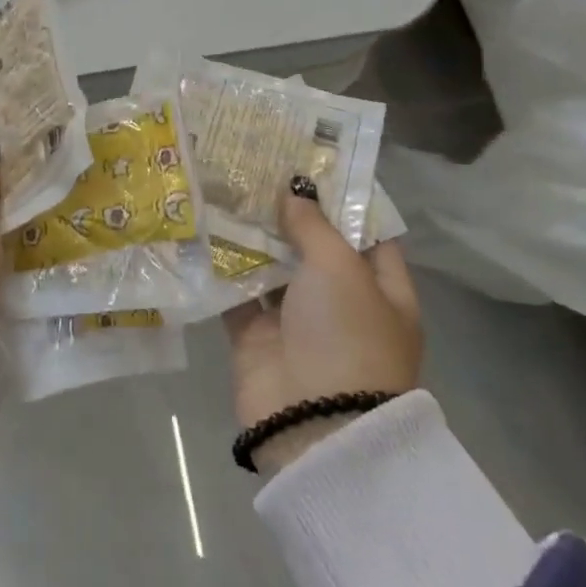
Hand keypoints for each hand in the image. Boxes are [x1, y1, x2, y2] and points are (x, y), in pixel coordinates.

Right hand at [224, 188, 424, 474]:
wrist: (314, 424)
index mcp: (382, 291)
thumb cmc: (346, 335)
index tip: (312, 162)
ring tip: (226, 188)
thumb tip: (295, 189)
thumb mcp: (340, 269)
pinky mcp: (256, 339)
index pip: (368, 234)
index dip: (343, 200)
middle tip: (257, 167)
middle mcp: (341, 304)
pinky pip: (238, 295)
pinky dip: (223, 269)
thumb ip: (314, 226)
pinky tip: (203, 230)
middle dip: (288, 213)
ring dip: (252, 236)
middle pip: (314, 248)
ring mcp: (297, 323)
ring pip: (273, 269)